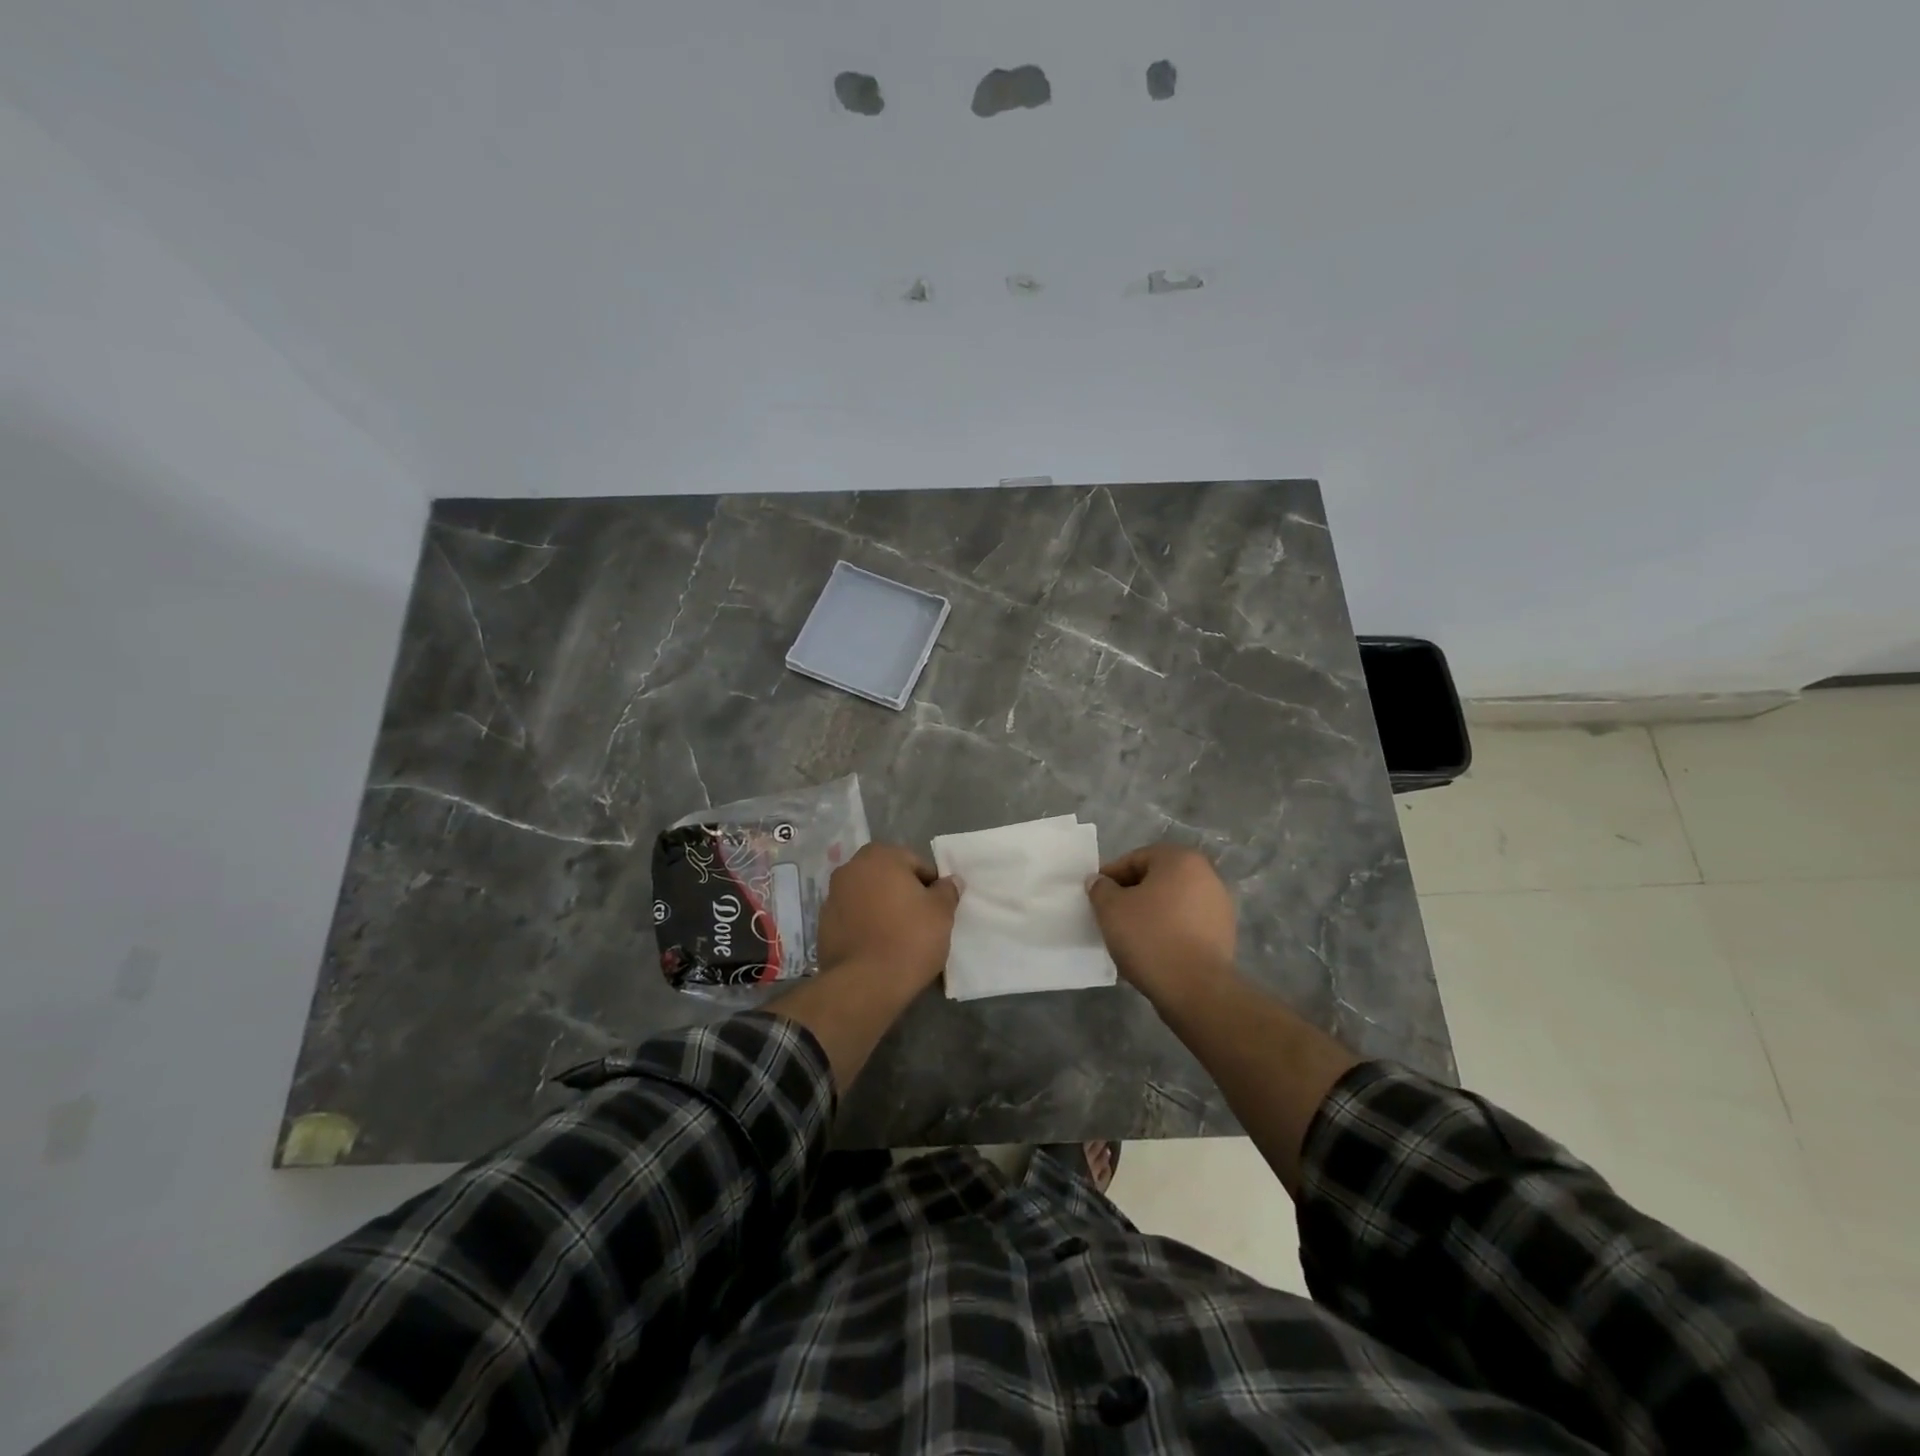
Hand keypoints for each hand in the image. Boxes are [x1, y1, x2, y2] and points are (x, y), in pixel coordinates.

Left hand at [817, 843, 960, 990]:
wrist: (864, 985)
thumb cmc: (909, 939)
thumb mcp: (941, 913)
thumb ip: (947, 891)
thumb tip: (950, 881)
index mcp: (880, 856)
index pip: (916, 863)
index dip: (931, 886)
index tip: (937, 909)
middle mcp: (851, 868)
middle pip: (888, 877)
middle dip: (903, 893)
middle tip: (920, 921)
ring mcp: (832, 896)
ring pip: (868, 896)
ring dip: (882, 908)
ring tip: (899, 936)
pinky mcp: (822, 924)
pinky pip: (853, 918)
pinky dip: (866, 925)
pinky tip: (878, 946)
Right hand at [1086, 843, 1237, 1010]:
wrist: (1196, 989)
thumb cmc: (1150, 937)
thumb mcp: (1111, 909)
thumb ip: (1100, 888)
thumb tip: (1099, 881)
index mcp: (1181, 859)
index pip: (1136, 859)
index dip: (1111, 876)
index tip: (1096, 897)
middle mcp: (1207, 875)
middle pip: (1157, 879)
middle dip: (1132, 895)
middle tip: (1111, 916)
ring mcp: (1220, 906)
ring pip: (1172, 903)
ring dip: (1151, 914)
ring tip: (1130, 937)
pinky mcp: (1225, 934)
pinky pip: (1187, 925)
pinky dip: (1168, 931)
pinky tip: (1153, 951)